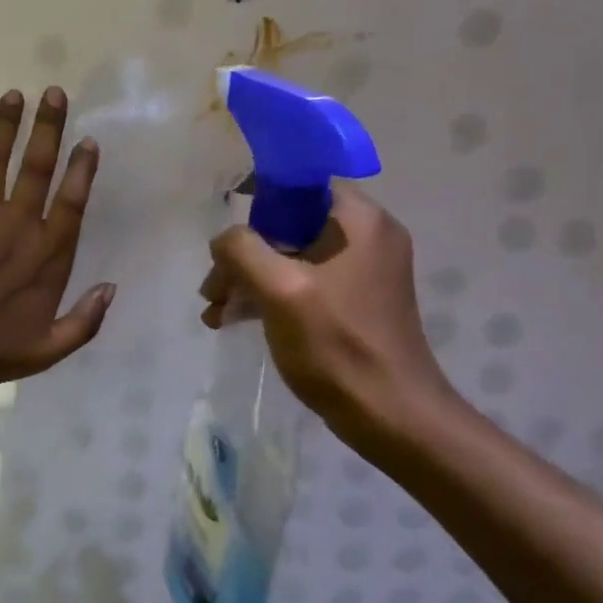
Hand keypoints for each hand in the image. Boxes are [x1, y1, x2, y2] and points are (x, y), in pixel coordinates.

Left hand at [0, 88, 115, 388]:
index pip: (71, 201)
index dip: (82, 168)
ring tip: (14, 94)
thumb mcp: (48, 350)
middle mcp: (16, 224)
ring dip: (6, 124)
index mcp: (46, 254)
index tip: (87, 141)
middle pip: (37, 166)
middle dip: (48, 127)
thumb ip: (85, 321)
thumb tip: (112, 288)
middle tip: (54, 93)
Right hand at [199, 188, 456, 454]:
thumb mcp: (280, 290)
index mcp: (361, 221)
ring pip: (291, 257)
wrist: (390, 417)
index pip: (302, 185)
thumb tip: (224, 240)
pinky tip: (232, 321)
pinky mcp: (353, 303)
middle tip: (212, 288)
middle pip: (290, 225)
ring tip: (213, 310)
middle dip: (244, 254)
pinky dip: (268, 297)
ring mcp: (361, 272)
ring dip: (249, 279)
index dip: (258, 202)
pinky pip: (303, 284)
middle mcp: (367, 237)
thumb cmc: (337, 346)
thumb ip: (243, 250)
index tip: (228, 238)